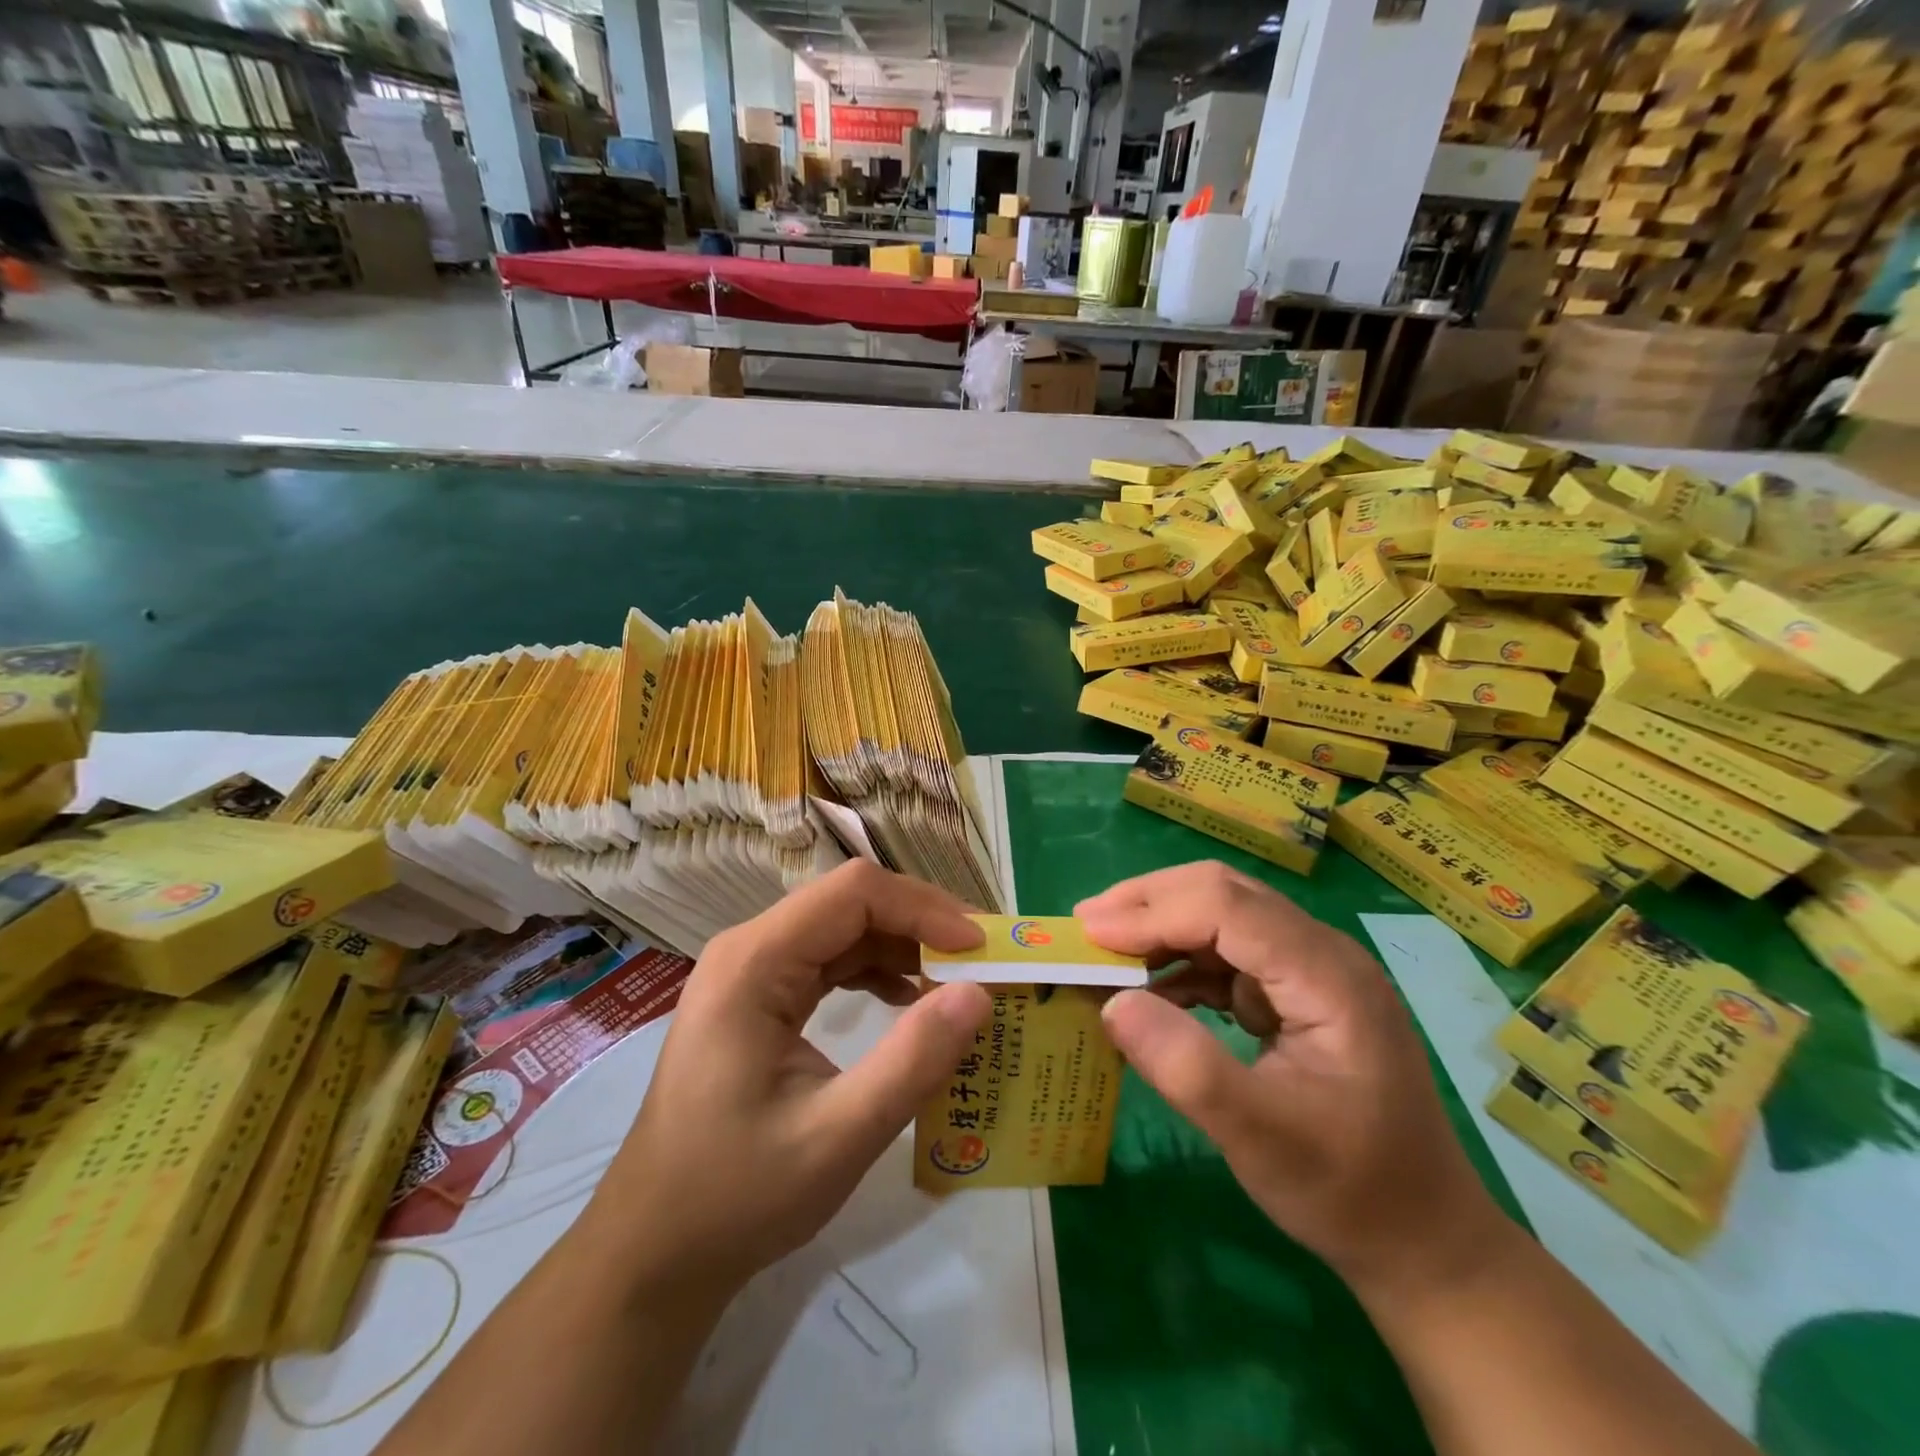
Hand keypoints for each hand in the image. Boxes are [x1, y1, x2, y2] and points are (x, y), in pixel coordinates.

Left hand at [587, 861, 990, 1302]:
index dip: (924, 909)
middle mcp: (750, 949)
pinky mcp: (760, 996)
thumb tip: (979, 995)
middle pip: (850, 902)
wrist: (654, 1248)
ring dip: (904, 947)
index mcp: (755, 962)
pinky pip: (829, 960)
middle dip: (922, 925)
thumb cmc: (736, 1195)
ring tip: (958, 981)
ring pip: (844, 928)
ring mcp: (752, 971)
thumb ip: (912, 1063)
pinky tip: (909, 1000)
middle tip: (982, 962)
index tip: (980, 949)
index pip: (854, 893)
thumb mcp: (838, 1137)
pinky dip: (877, 970)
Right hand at [1078, 861, 1513, 1294]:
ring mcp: (1311, 971)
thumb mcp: (1261, 1140)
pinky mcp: (1296, 993)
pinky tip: (1150, 990)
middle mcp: (1321, 954)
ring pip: (1222, 916)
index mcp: (1327, 976)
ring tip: (1105, 953)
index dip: (1152, 913)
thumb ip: (1186, 1068)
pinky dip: (1181, 962)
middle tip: (1086, 929)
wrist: (1423, 1240)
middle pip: (1223, 893)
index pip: (1227, 908)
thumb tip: (1112, 1003)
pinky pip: (1228, 954)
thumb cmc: (1348, 1190)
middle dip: (1149, 904)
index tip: (1089, 936)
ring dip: (1161, 928)